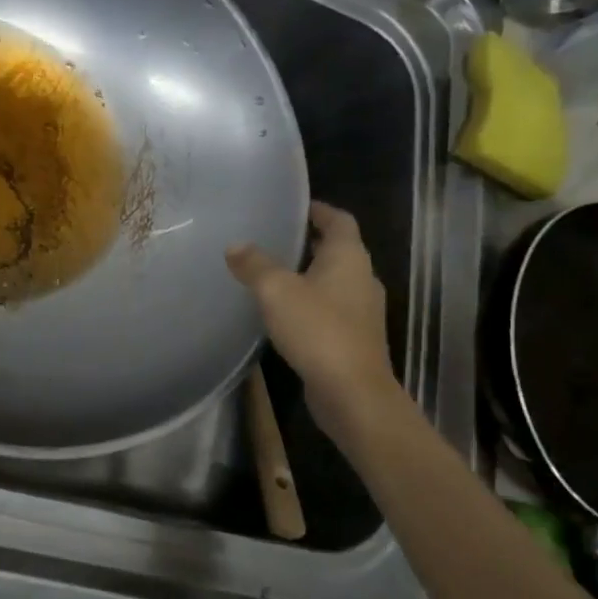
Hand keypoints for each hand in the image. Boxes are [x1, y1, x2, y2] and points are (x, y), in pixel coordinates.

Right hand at [227, 202, 399, 425]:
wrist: (352, 392)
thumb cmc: (318, 330)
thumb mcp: (276, 291)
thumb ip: (255, 265)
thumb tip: (235, 245)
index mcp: (348, 257)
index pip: (339, 220)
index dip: (319, 209)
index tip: (295, 206)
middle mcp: (362, 278)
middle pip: (338, 250)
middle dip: (310, 242)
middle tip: (275, 238)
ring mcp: (362, 311)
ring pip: (334, 281)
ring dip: (309, 274)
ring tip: (274, 273)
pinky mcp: (354, 338)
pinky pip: (331, 308)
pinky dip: (311, 302)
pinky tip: (285, 313)